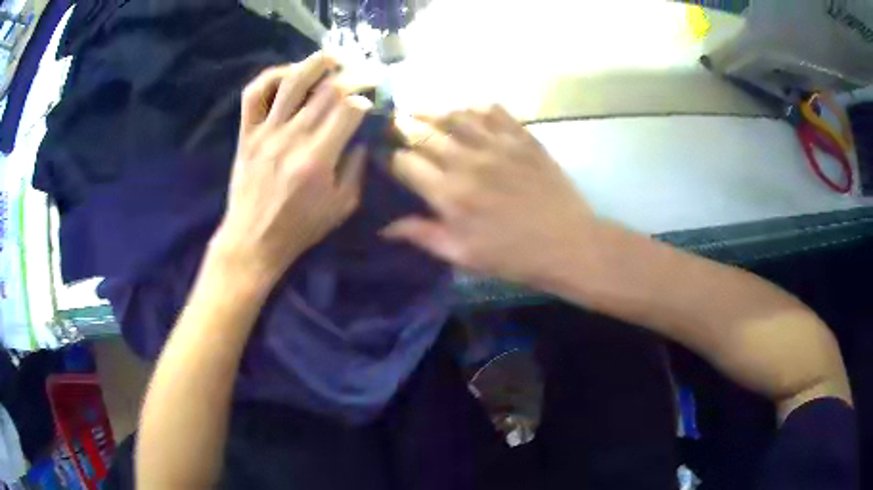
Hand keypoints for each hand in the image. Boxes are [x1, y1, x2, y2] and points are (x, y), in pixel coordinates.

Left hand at [212, 52, 372, 284]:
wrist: (252, 240)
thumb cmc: (299, 228)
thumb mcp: (342, 207)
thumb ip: (356, 169)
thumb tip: (362, 138)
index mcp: (318, 159)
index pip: (350, 109)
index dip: (366, 98)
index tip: (373, 102)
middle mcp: (292, 137)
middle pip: (327, 89)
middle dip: (353, 75)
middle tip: (364, 73)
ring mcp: (265, 131)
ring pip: (291, 81)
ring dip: (316, 62)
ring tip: (333, 57)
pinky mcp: (246, 132)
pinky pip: (254, 94)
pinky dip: (270, 76)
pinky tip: (288, 74)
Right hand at [384, 105, 595, 287]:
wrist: (568, 244)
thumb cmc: (514, 256)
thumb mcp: (463, 255)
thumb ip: (423, 235)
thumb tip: (384, 227)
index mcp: (450, 194)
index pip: (405, 162)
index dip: (390, 157)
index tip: (386, 156)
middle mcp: (468, 161)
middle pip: (423, 131)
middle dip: (402, 126)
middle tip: (394, 124)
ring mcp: (498, 144)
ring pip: (454, 114)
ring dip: (432, 111)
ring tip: (420, 111)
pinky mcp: (523, 137)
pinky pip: (493, 110)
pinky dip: (474, 107)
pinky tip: (466, 111)